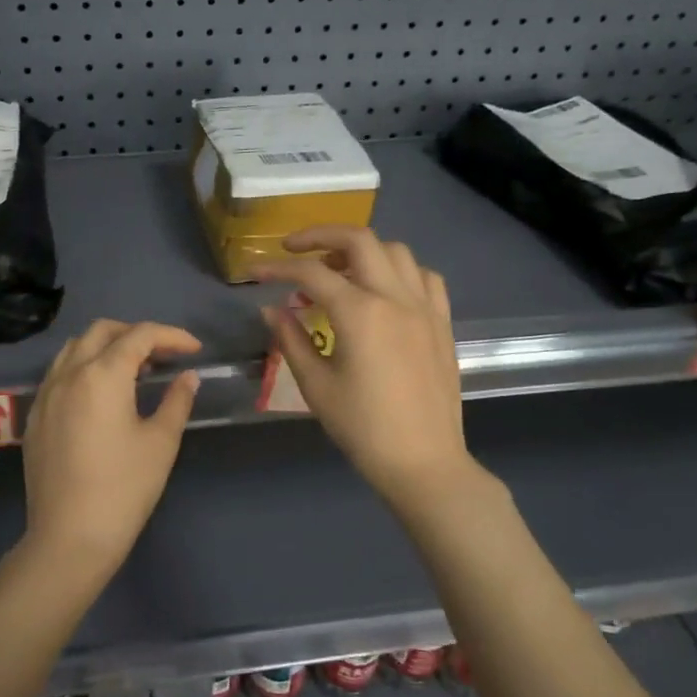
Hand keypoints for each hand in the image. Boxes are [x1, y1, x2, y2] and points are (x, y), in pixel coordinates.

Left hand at [20, 320, 202, 578]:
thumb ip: (176, 401)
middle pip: (102, 331)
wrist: (69, 537)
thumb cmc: (124, 488)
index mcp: (102, 375)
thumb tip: (188, 376)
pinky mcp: (34, 417)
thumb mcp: (160, 443)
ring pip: (74, 348)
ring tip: (132, 370)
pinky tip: (99, 395)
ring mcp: (45, 394)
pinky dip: (83, 368)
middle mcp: (68, 374)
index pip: (139, 335)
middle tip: (163, 355)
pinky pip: (58, 374)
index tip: (194, 350)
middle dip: (135, 334)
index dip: (171, 336)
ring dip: (105, 346)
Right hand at [257, 228, 479, 510]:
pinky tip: (383, 288)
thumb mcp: (316, 385)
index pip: (312, 272)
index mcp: (360, 313)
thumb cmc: (363, 428)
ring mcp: (424, 307)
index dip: (278, 267)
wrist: (423, 461)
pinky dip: (399, 270)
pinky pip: (425, 277)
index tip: (255, 272)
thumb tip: (271, 309)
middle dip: (321, 236)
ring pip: (395, 251)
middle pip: (359, 240)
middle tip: (294, 250)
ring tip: (338, 268)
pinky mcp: (441, 322)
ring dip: (362, 250)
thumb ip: (291, 339)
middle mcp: (395, 297)